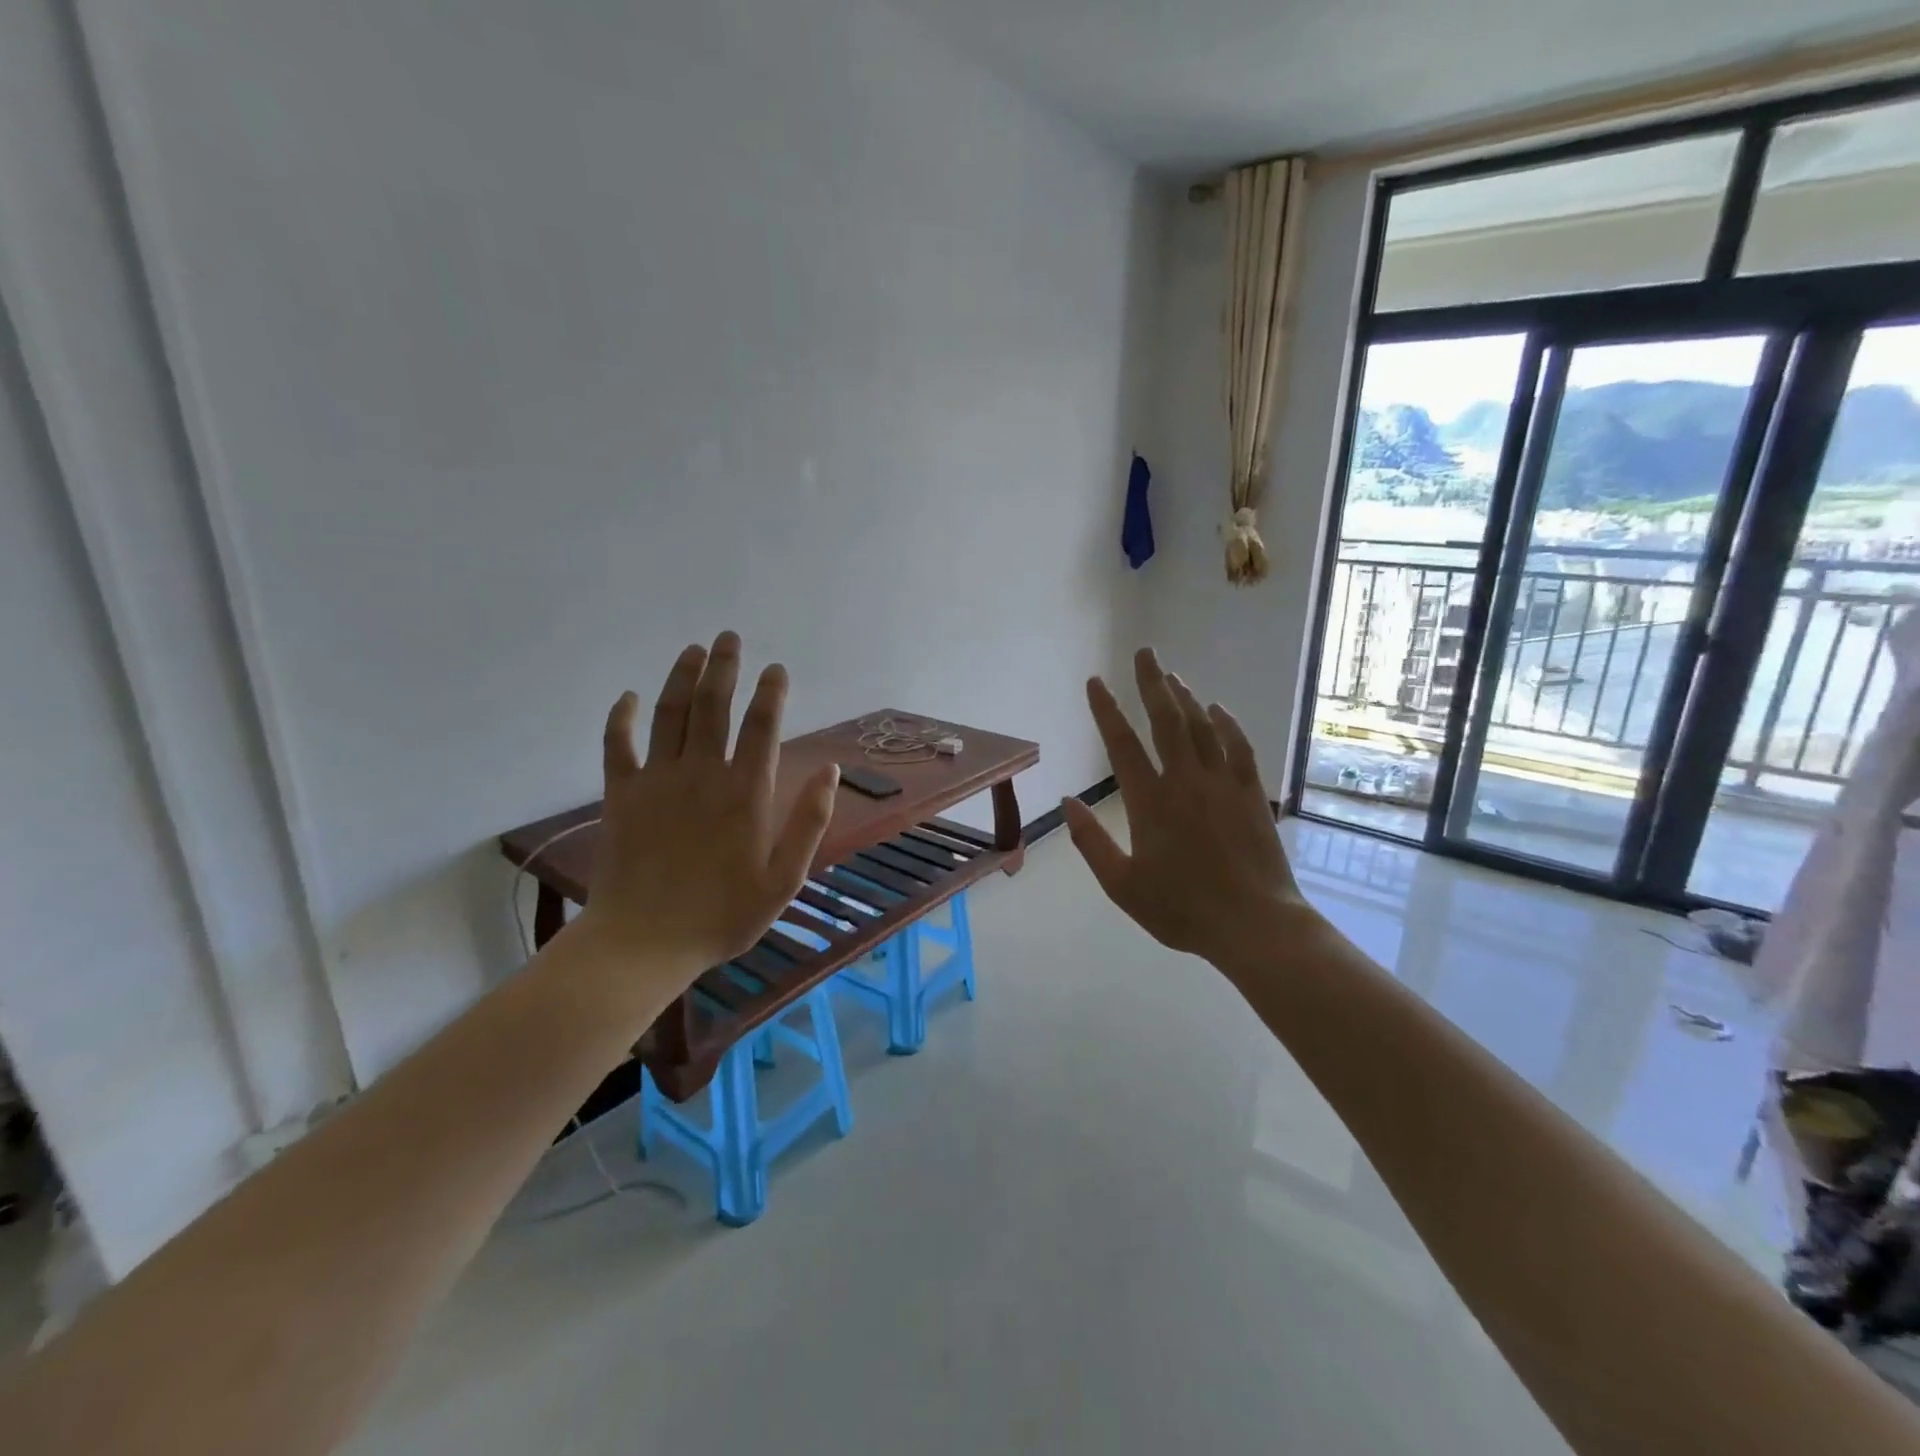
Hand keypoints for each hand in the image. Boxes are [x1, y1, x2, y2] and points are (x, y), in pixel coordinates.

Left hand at [582, 631, 838, 982]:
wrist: (644, 942)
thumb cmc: (723, 915)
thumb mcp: (784, 878)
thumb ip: (809, 822)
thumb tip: (830, 772)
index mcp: (746, 793)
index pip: (762, 727)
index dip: (771, 693)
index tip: (776, 669)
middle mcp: (702, 773)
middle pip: (714, 706)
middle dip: (724, 667)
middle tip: (729, 638)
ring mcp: (657, 780)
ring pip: (670, 714)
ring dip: (682, 677)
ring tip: (693, 650)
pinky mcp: (621, 794)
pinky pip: (617, 744)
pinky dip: (621, 717)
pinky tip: (628, 697)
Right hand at [1062, 648, 1314, 969]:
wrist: (1255, 925)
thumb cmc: (1182, 909)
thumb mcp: (1123, 885)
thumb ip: (1091, 842)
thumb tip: (1068, 803)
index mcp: (1150, 802)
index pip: (1122, 743)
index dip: (1107, 709)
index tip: (1096, 681)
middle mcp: (1185, 781)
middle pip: (1166, 720)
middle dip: (1152, 682)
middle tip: (1143, 652)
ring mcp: (1222, 784)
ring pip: (1202, 726)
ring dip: (1185, 696)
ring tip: (1171, 675)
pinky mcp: (1251, 793)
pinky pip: (1238, 746)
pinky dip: (1226, 723)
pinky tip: (1218, 709)